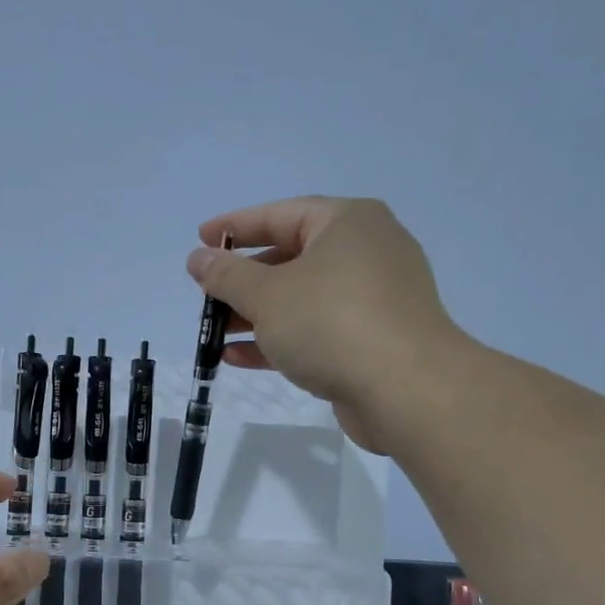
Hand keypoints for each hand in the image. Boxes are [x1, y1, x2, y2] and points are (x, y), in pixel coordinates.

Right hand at [185, 196, 466, 451]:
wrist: (407, 390)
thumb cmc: (332, 323)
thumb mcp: (267, 294)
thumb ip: (227, 275)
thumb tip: (197, 258)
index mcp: (347, 223)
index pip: (281, 214)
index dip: (236, 227)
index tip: (201, 239)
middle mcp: (365, 252)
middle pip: (291, 258)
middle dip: (243, 280)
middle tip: (206, 293)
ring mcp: (372, 299)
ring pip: (301, 299)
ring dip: (255, 315)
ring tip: (214, 331)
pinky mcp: (372, 340)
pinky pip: (316, 330)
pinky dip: (279, 339)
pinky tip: (238, 357)